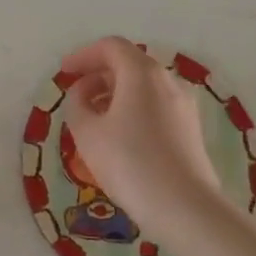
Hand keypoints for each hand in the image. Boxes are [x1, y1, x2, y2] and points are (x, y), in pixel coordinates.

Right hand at [59, 37, 223, 236]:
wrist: (186, 209)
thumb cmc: (130, 163)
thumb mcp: (87, 132)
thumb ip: (76, 104)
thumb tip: (83, 94)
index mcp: (142, 73)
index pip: (110, 47)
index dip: (83, 55)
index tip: (64, 73)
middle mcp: (168, 80)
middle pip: (129, 64)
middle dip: (99, 75)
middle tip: (76, 97)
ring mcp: (184, 105)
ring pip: (144, 86)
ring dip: (115, 94)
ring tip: (94, 120)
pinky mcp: (191, 129)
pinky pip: (156, 105)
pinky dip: (133, 109)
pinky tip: (120, 137)